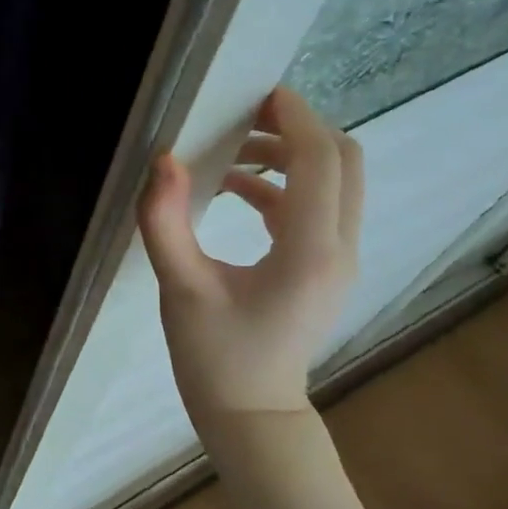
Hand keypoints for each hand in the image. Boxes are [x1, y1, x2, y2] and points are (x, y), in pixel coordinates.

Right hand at [138, 85, 362, 419]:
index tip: (257, 92)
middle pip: (343, 161)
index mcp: (308, 251)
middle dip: (299, 129)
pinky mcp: (328, 269)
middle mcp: (339, 249)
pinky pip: (321, 207)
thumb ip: (165, 220)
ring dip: (292, 155)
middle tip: (245, 116)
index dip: (293, 118)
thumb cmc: (214, 357)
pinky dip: (286, 186)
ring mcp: (340, 261)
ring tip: (232, 151)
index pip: (319, 160)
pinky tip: (236, 190)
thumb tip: (164, 159)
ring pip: (337, 182)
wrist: (252, 416)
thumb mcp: (180, 287)